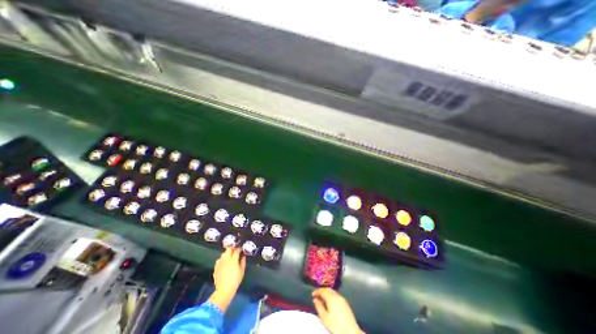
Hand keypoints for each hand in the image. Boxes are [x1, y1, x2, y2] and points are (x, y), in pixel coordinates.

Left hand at [209, 247, 245, 311]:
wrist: (224, 290)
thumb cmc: (235, 280)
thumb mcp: (242, 271)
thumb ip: (243, 261)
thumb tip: (243, 256)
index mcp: (233, 259)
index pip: (236, 250)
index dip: (239, 249)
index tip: (241, 249)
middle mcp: (226, 259)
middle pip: (228, 250)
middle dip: (232, 248)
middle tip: (235, 250)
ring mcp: (220, 263)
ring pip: (223, 254)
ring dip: (227, 253)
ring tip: (229, 256)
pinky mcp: (216, 267)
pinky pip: (219, 260)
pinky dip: (222, 259)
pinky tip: (224, 262)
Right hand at [313, 287, 363, 333]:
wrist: (351, 332)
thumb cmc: (336, 325)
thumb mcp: (325, 318)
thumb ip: (319, 307)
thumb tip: (315, 299)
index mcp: (331, 298)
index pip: (322, 290)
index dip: (317, 291)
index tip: (312, 294)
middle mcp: (337, 295)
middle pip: (328, 289)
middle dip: (321, 291)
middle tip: (316, 295)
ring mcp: (342, 298)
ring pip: (332, 292)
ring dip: (326, 293)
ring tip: (322, 299)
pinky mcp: (345, 303)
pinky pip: (336, 295)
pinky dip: (331, 295)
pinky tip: (329, 302)